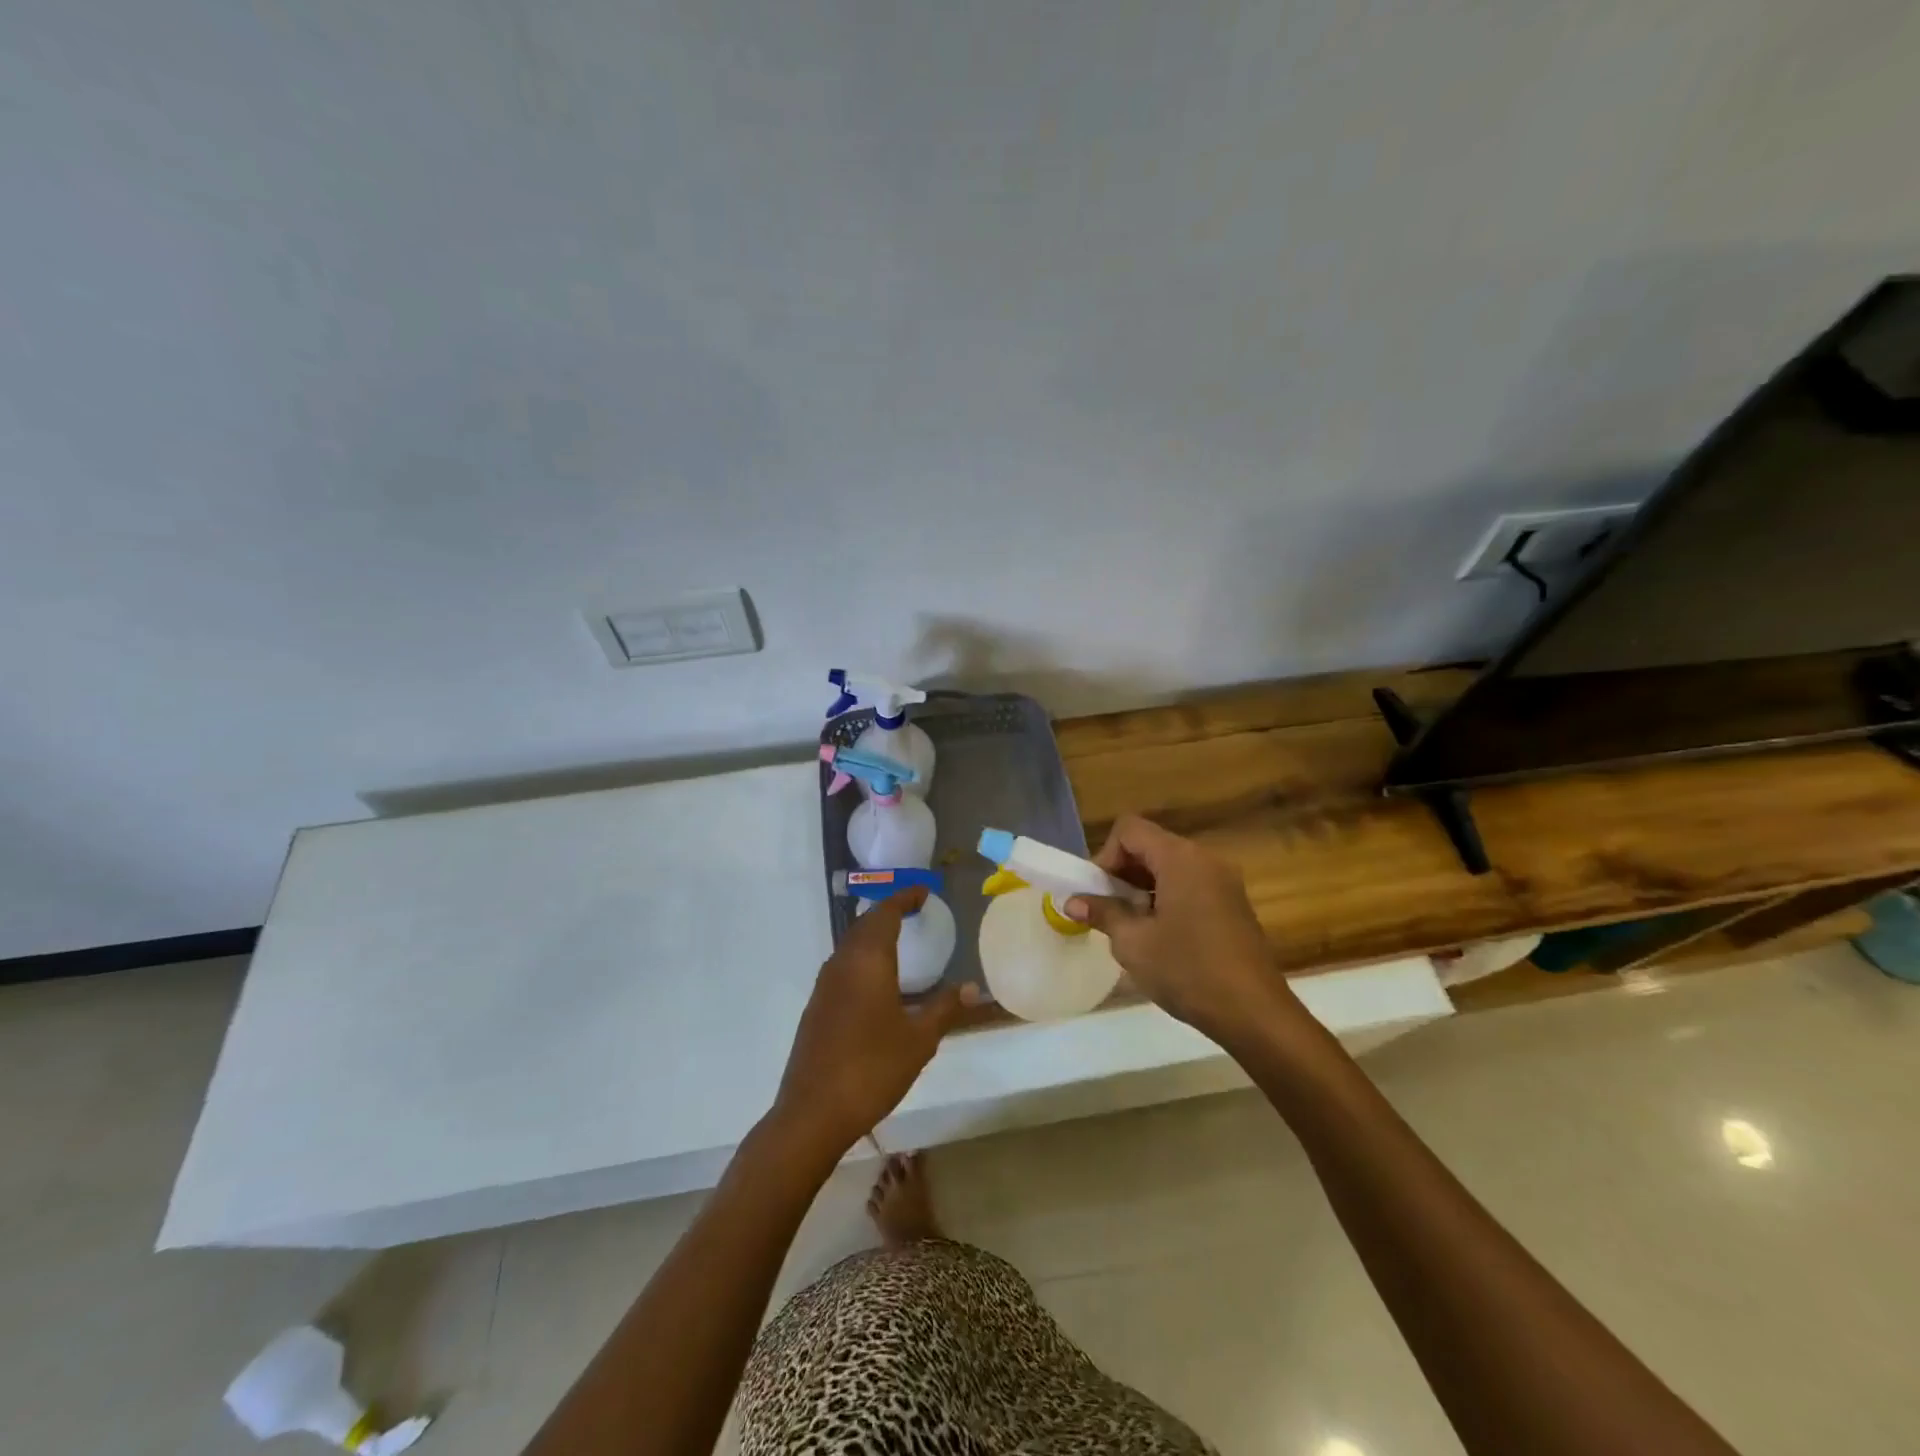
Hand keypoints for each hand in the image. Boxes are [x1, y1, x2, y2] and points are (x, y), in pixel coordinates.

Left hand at [771, 888, 973, 1157]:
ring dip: (873, 935)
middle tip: (915, 910)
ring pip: (851, 945)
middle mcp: (842, 964)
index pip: (885, 912)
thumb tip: (973, 987)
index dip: (905, 897)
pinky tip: (877, 983)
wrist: (812, 1113)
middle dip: (889, 912)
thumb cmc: (872, 1068)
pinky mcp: (817, 1007)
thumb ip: (945, 1008)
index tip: (924, 891)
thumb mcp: (919, 1040)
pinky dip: (863, 959)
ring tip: (900, 941)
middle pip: (865, 924)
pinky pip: (843, 967)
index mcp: (867, 961)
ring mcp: (824, 986)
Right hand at [1064, 815, 1296, 1039]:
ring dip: (1143, 887)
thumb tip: (1073, 901)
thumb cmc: (1188, 971)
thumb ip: (1103, 913)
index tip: (1099, 894)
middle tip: (1108, 911)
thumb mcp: (1134, 943)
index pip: (1129, 829)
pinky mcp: (1233, 903)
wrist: (1254, 1013)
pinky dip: (1168, 897)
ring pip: (1170, 866)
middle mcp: (1205, 859)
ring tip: (1132, 927)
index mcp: (1180, 858)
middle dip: (1123, 872)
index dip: (1105, 856)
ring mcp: (1224, 881)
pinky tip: (1162, 936)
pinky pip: (1190, 884)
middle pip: (1150, 845)